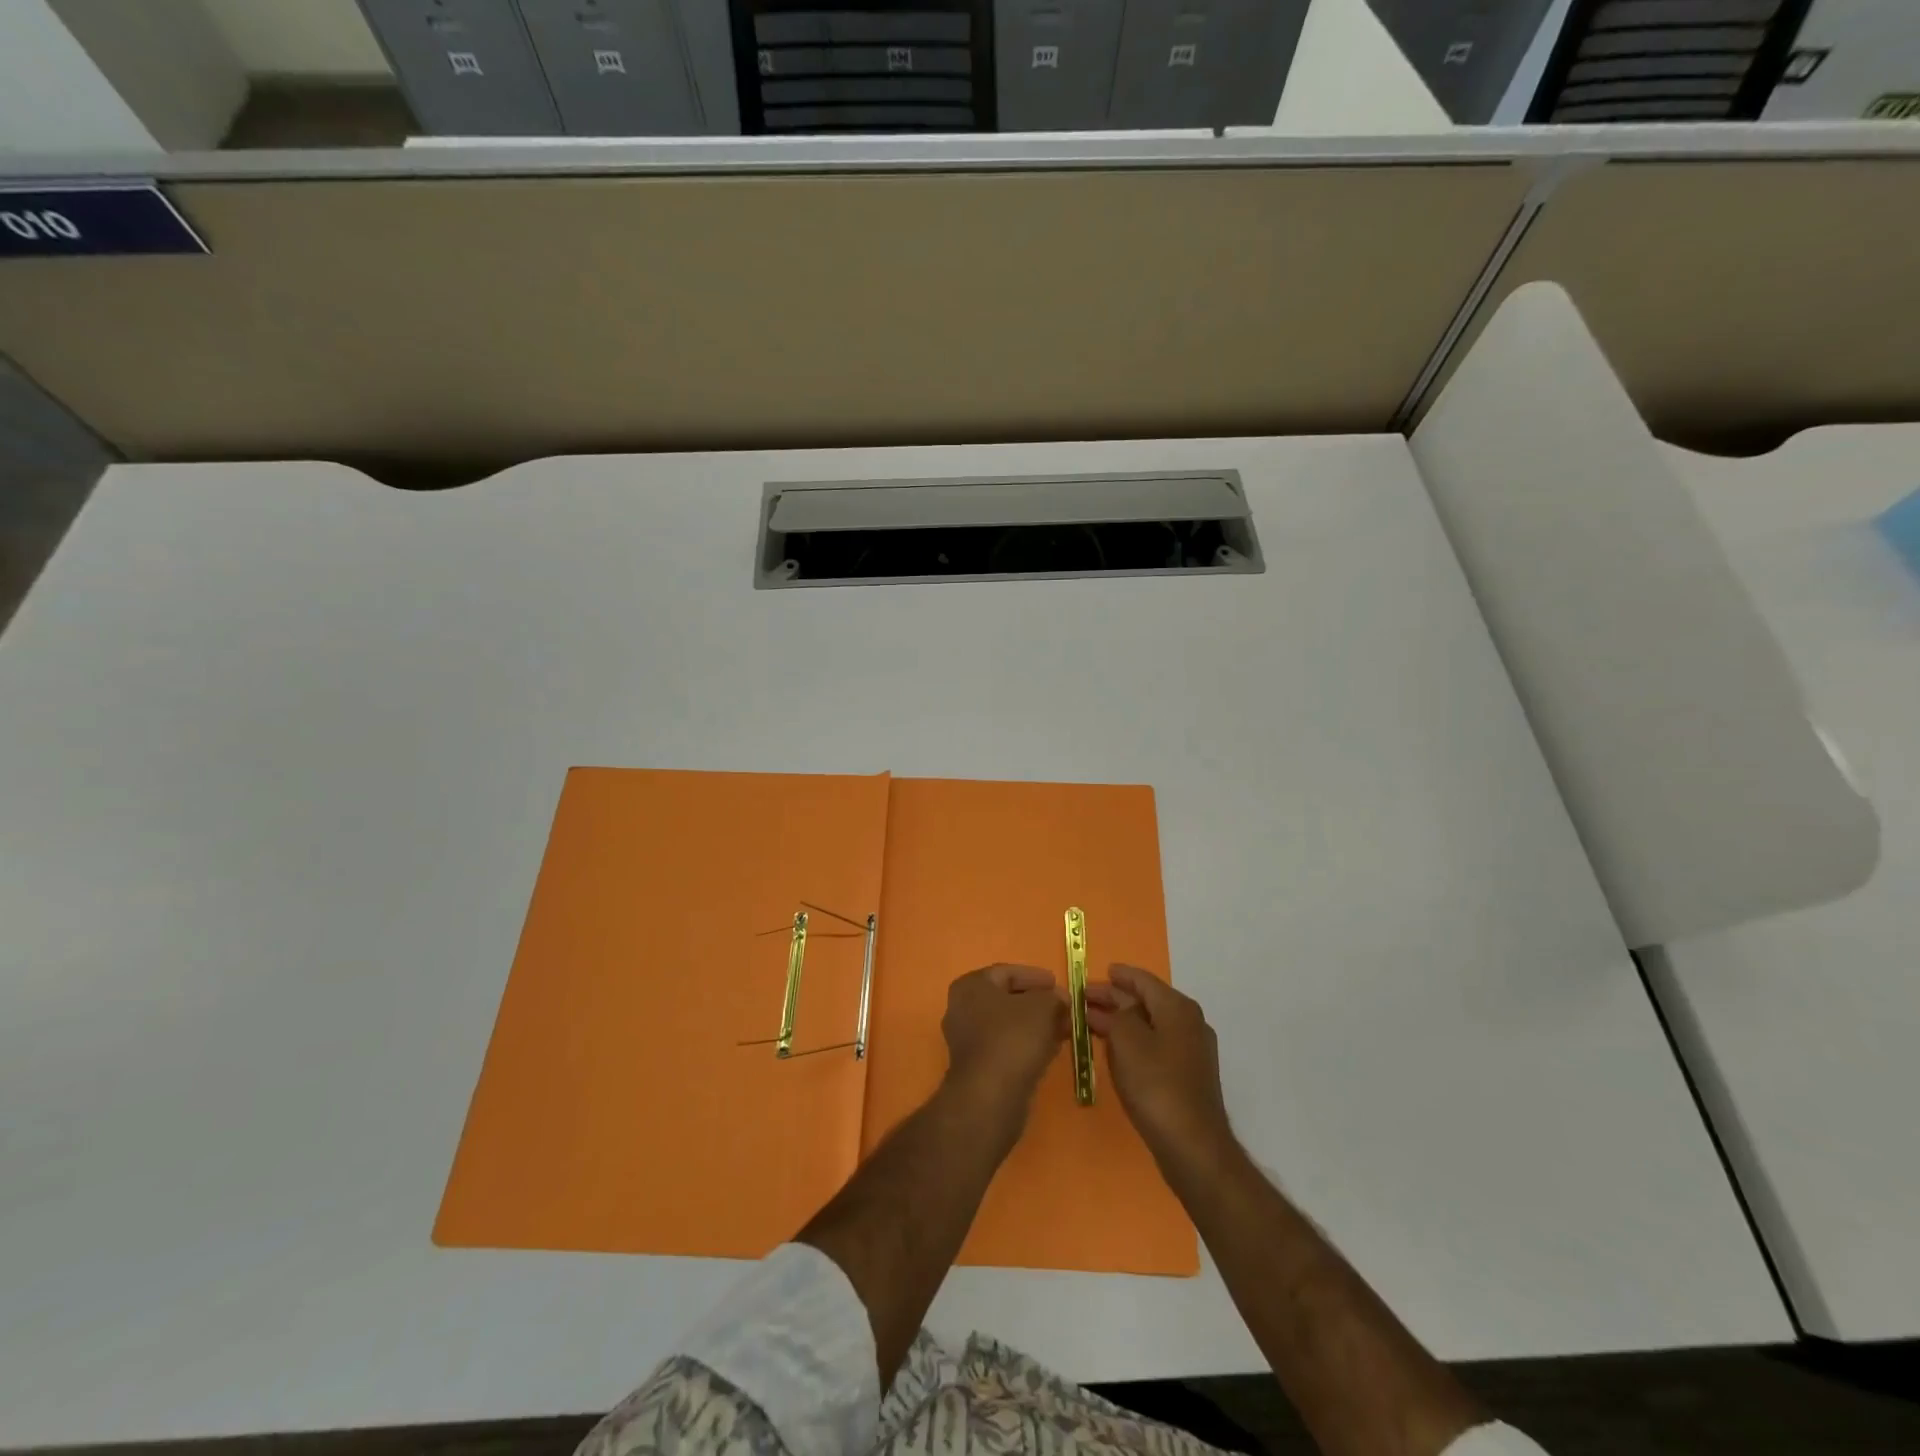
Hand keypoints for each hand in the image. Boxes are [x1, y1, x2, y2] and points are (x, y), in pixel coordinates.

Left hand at [941, 964, 1066, 1131]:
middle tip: (1064, 1007)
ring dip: (1036, 1025)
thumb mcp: (1042, 1007)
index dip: (1035, 976)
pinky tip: (1051, 1049)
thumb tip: (1060, 999)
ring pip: (1008, 1025)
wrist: (991, 1096)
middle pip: (1007, 999)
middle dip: (1038, 1003)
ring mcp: (967, 1040)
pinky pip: (1006, 1046)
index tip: (1058, 983)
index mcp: (971, 986)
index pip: (1007, 972)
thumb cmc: (1013, 1038)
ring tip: (1063, 1028)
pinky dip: (1028, 1044)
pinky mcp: (977, 1067)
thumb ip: (1053, 997)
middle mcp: (962, 1009)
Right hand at [1085, 964, 1233, 1171]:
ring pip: (1151, 1024)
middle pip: (1147, 1001)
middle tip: (1085, 1000)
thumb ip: (1116, 1015)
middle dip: (1115, 999)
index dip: (1119, 975)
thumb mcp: (1127, 1041)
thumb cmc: (1156, 1085)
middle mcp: (1189, 1023)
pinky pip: (1156, 1045)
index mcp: (1177, 1008)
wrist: (1193, 1146)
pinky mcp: (1188, 1075)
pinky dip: (1134, 1041)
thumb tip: (1114, 1008)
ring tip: (1093, 1023)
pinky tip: (1115, 1050)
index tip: (1098, 972)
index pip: (1144, 980)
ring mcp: (1192, 1051)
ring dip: (1122, 1021)